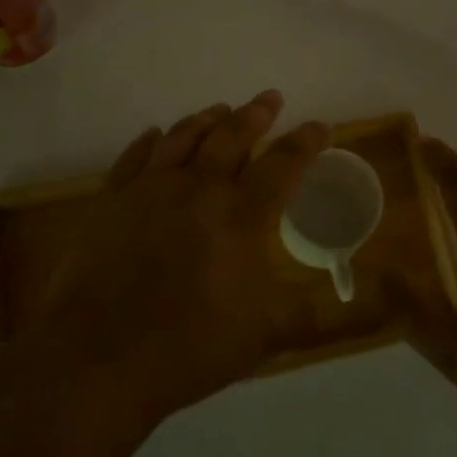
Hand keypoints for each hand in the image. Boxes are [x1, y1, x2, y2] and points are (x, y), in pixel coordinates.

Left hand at [37, 91, 329, 429]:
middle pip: (232, 137)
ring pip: (183, 137)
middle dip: (256, 114)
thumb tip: (360, 310)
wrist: (97, 358)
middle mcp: (198, 189)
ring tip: (220, 109)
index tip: (318, 125)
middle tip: (270, 98)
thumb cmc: (189, 346)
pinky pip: (133, 157)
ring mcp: (149, 190)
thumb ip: (309, 314)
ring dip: (206, 118)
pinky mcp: (110, 201)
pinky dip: (149, 141)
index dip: (305, 142)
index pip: (283, 165)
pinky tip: (154, 134)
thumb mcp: (264, 336)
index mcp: (241, 216)